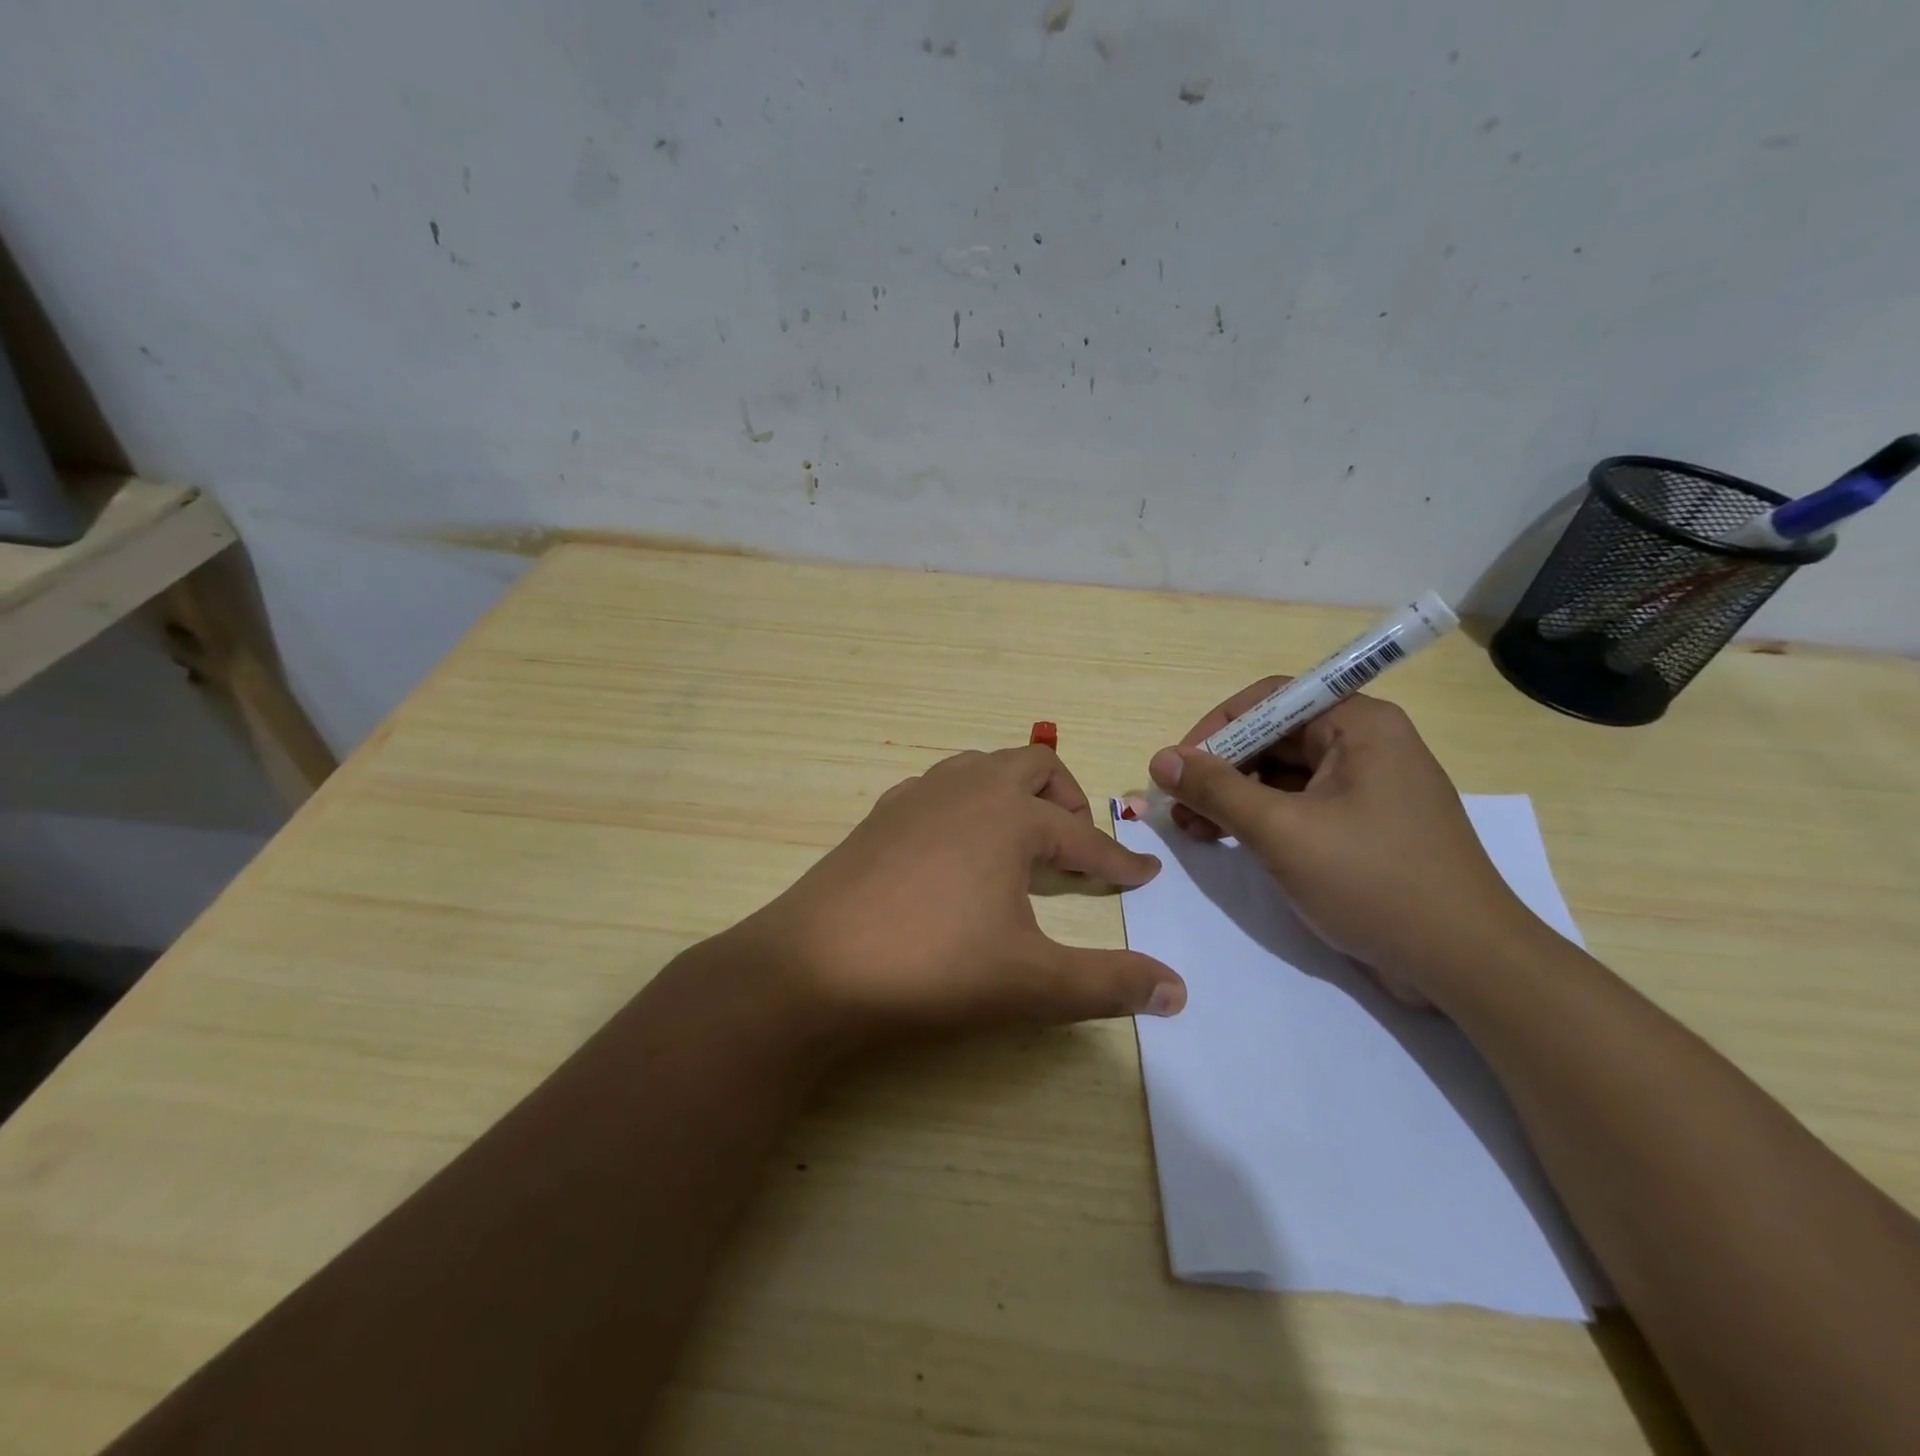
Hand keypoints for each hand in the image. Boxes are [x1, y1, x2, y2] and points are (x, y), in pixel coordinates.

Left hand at [719, 745, 1185, 1048]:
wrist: (814, 967)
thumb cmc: (933, 967)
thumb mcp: (1033, 983)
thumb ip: (1110, 984)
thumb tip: (1178, 991)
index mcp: (1010, 815)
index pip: (1083, 838)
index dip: (1118, 861)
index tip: (1145, 874)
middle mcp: (966, 789)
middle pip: (1033, 767)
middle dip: (1068, 799)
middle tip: (1080, 844)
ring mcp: (916, 797)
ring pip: (981, 768)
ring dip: (1013, 793)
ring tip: (1023, 838)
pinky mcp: (879, 816)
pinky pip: (938, 788)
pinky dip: (966, 804)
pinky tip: (958, 847)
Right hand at [1147, 685, 1537, 1004]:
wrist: (1465, 964)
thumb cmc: (1374, 881)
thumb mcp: (1282, 832)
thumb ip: (1216, 790)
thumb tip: (1161, 759)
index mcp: (1358, 725)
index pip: (1269, 700)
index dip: (1216, 728)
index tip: (1177, 767)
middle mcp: (1365, 744)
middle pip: (1273, 738)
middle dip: (1220, 770)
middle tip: (1178, 807)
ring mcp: (1366, 788)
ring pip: (1282, 775)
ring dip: (1233, 798)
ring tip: (1192, 830)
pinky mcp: (1363, 827)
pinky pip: (1299, 806)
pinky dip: (1260, 820)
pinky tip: (1227, 841)